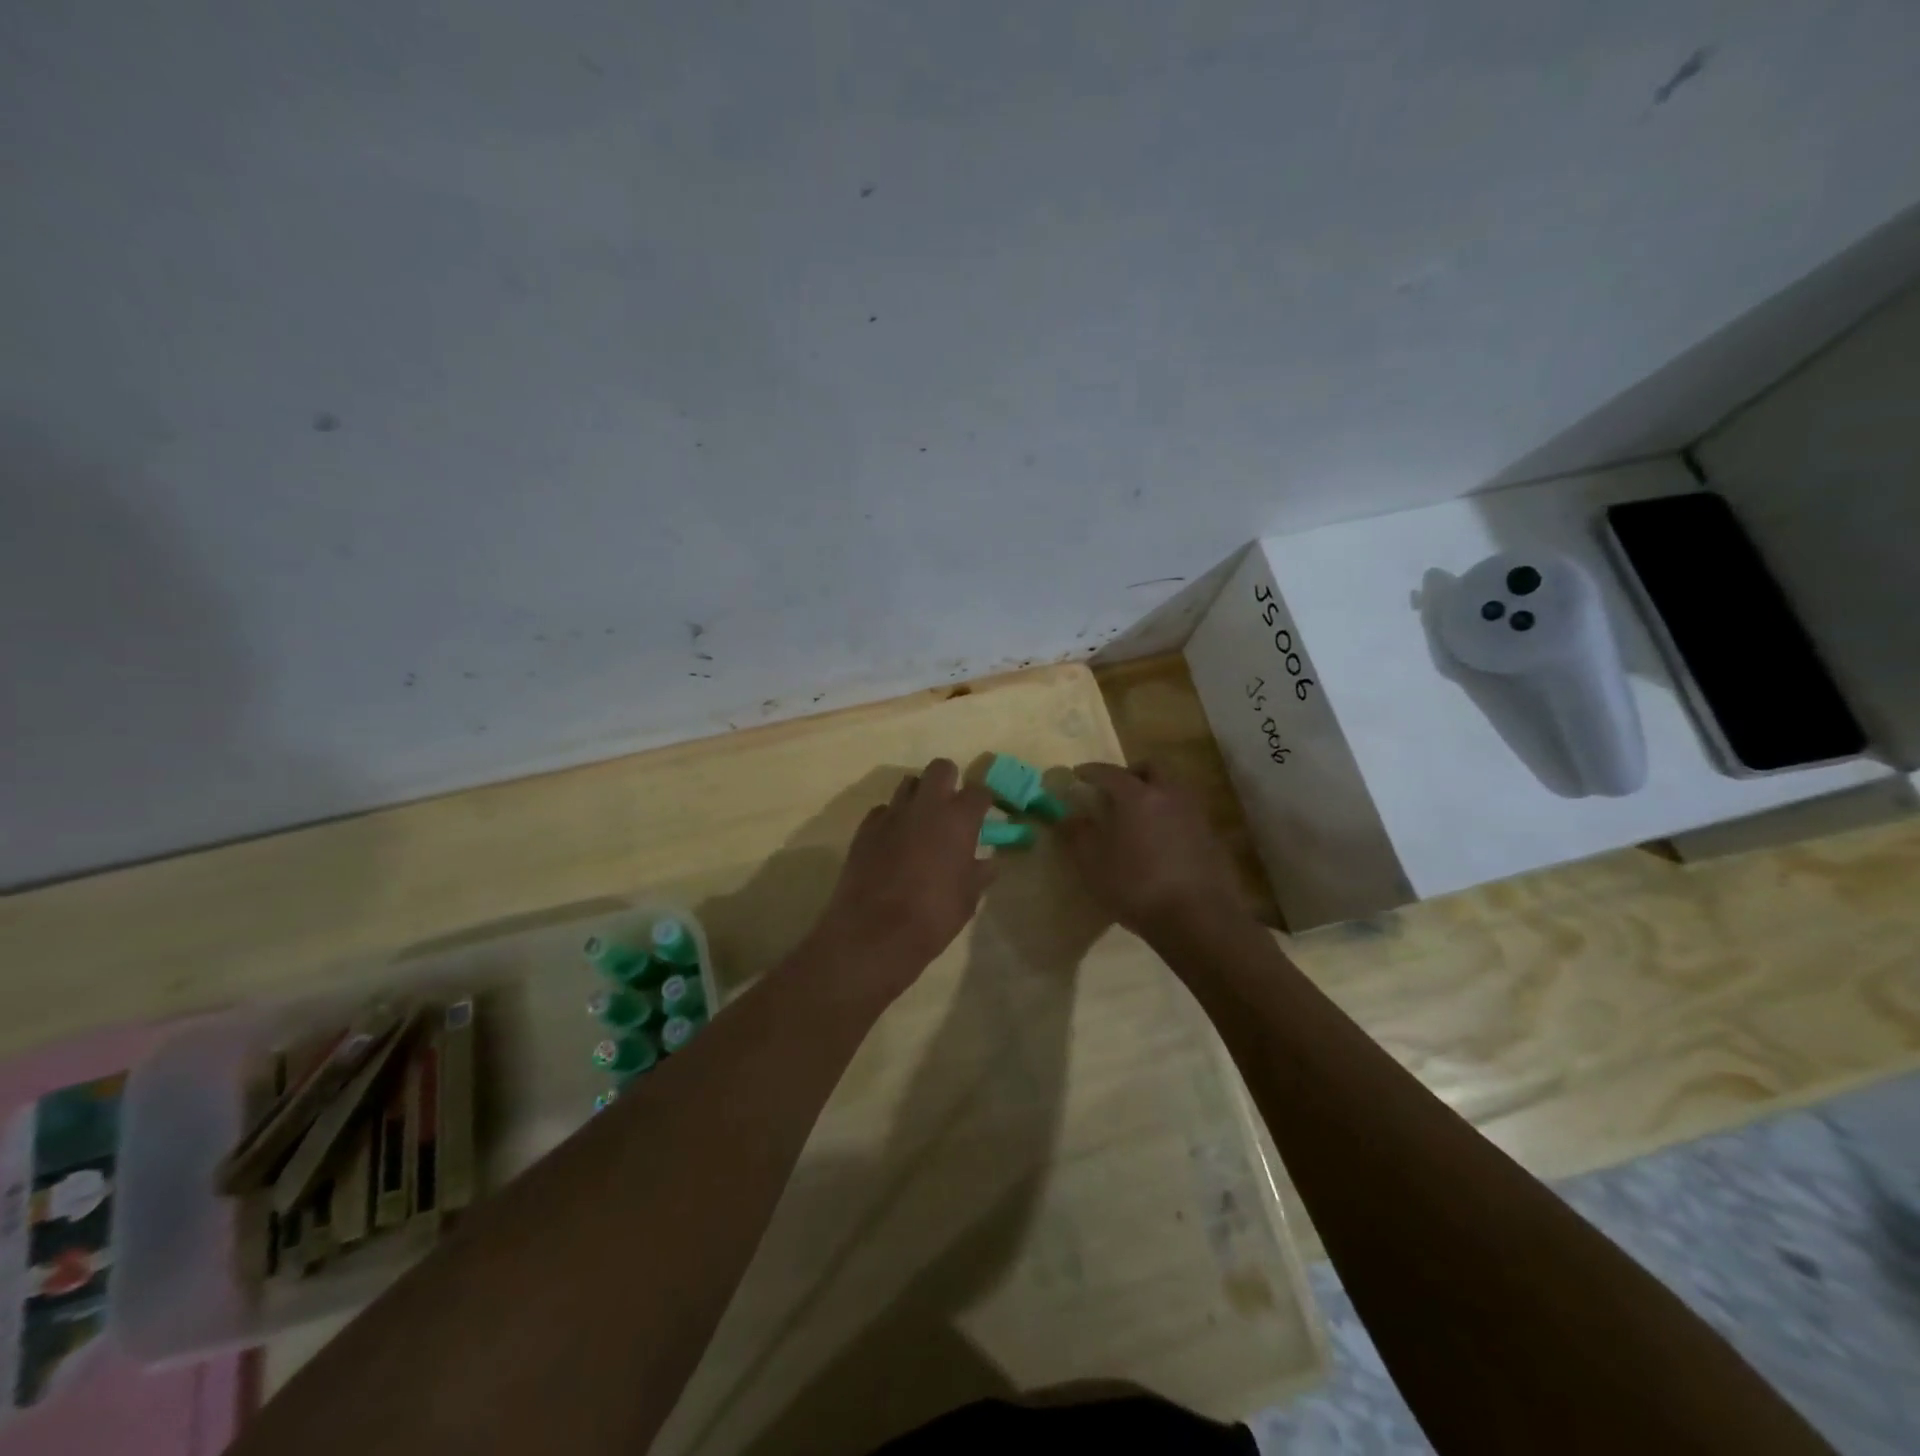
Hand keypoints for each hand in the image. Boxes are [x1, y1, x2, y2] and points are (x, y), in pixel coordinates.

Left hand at [808, 759, 993, 996]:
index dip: (983, 801)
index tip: (984, 813)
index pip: (979, 791)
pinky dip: (892, 819)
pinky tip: (894, 841)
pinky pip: (883, 810)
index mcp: (958, 819)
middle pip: (940, 768)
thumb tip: (988, 862)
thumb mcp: (968, 899)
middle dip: (949, 780)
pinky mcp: (865, 827)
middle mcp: (926, 806)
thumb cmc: (933, 916)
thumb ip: (979, 873)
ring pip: (908, 783)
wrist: (874, 932)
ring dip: (919, 795)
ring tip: (922, 821)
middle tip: (951, 807)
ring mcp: (892, 814)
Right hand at [1058, 762, 1245, 938]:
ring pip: (1173, 789)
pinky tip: (1161, 842)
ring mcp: (1196, 815)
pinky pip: (1186, 814)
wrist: (1198, 919)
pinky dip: (1170, 817)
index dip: (1091, 771)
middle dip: (1131, 773)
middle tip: (1115, 790)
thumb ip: (1078, 835)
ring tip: (1138, 817)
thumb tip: (1068, 817)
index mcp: (1137, 796)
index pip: (1110, 772)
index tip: (1078, 775)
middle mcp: (1169, 795)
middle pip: (1151, 768)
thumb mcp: (1093, 864)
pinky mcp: (1212, 837)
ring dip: (1155, 793)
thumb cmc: (1136, 886)